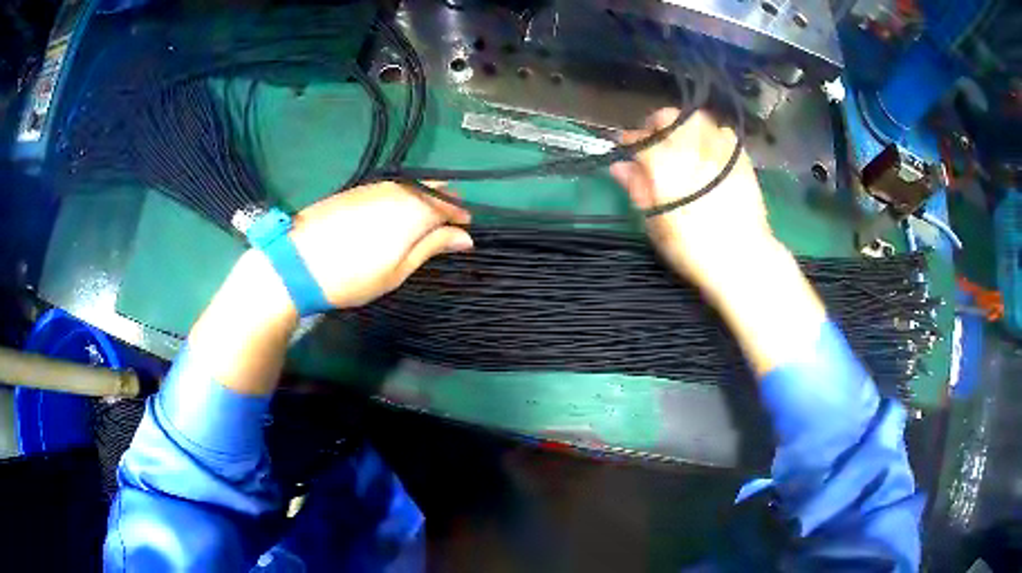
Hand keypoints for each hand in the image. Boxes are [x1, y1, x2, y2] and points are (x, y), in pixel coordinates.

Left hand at [289, 181, 471, 307]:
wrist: (298, 262)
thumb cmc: (354, 275)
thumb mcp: (399, 270)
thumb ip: (432, 247)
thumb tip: (465, 237)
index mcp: (415, 210)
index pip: (449, 206)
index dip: (461, 217)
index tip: (467, 229)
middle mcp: (399, 190)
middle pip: (431, 190)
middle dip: (444, 203)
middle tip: (448, 223)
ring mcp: (375, 186)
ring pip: (411, 186)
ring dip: (423, 198)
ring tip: (424, 219)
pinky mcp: (356, 189)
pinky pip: (391, 187)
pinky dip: (402, 196)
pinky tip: (397, 211)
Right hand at [610, 108, 775, 291]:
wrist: (741, 259)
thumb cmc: (692, 249)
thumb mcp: (656, 225)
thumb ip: (638, 190)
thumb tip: (620, 167)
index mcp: (664, 166)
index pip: (640, 140)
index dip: (630, 141)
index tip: (627, 147)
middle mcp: (690, 149)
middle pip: (669, 118)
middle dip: (657, 124)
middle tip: (655, 138)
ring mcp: (718, 151)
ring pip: (698, 119)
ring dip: (685, 125)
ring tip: (684, 141)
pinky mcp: (740, 158)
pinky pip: (724, 133)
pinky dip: (713, 135)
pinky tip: (710, 150)